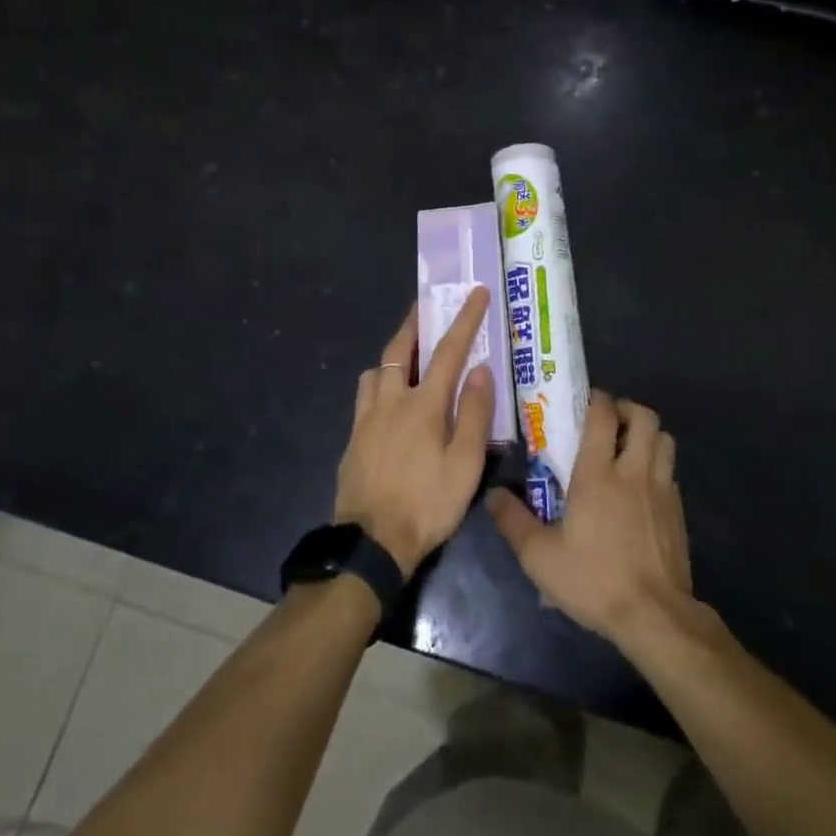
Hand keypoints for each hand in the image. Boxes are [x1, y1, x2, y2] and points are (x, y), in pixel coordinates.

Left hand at [333, 287, 495, 576]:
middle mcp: (392, 400)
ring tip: (407, 354)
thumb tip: (481, 370)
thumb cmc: (427, 504)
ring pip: (377, 368)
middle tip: (425, 305)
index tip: (475, 292)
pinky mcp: (354, 436)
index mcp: (424, 404)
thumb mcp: (465, 465)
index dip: (465, 318)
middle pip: (400, 347)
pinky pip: (365, 393)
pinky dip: (379, 380)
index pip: (449, 350)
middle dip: (415, 321)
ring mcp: (367, 417)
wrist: (371, 543)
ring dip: (393, 352)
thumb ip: (474, 414)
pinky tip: (387, 396)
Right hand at [487, 391, 694, 651]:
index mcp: (598, 473)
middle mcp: (633, 471)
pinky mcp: (678, 510)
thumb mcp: (540, 557)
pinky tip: (641, 488)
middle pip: (644, 416)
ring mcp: (661, 489)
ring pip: (664, 439)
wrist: (654, 616)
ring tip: (627, 448)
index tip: (584, 403)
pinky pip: (670, 470)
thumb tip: (493, 493)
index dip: (597, 399)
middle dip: (627, 409)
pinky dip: (657, 465)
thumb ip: (513, 521)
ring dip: (647, 434)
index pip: (604, 414)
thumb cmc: (594, 580)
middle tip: (608, 422)